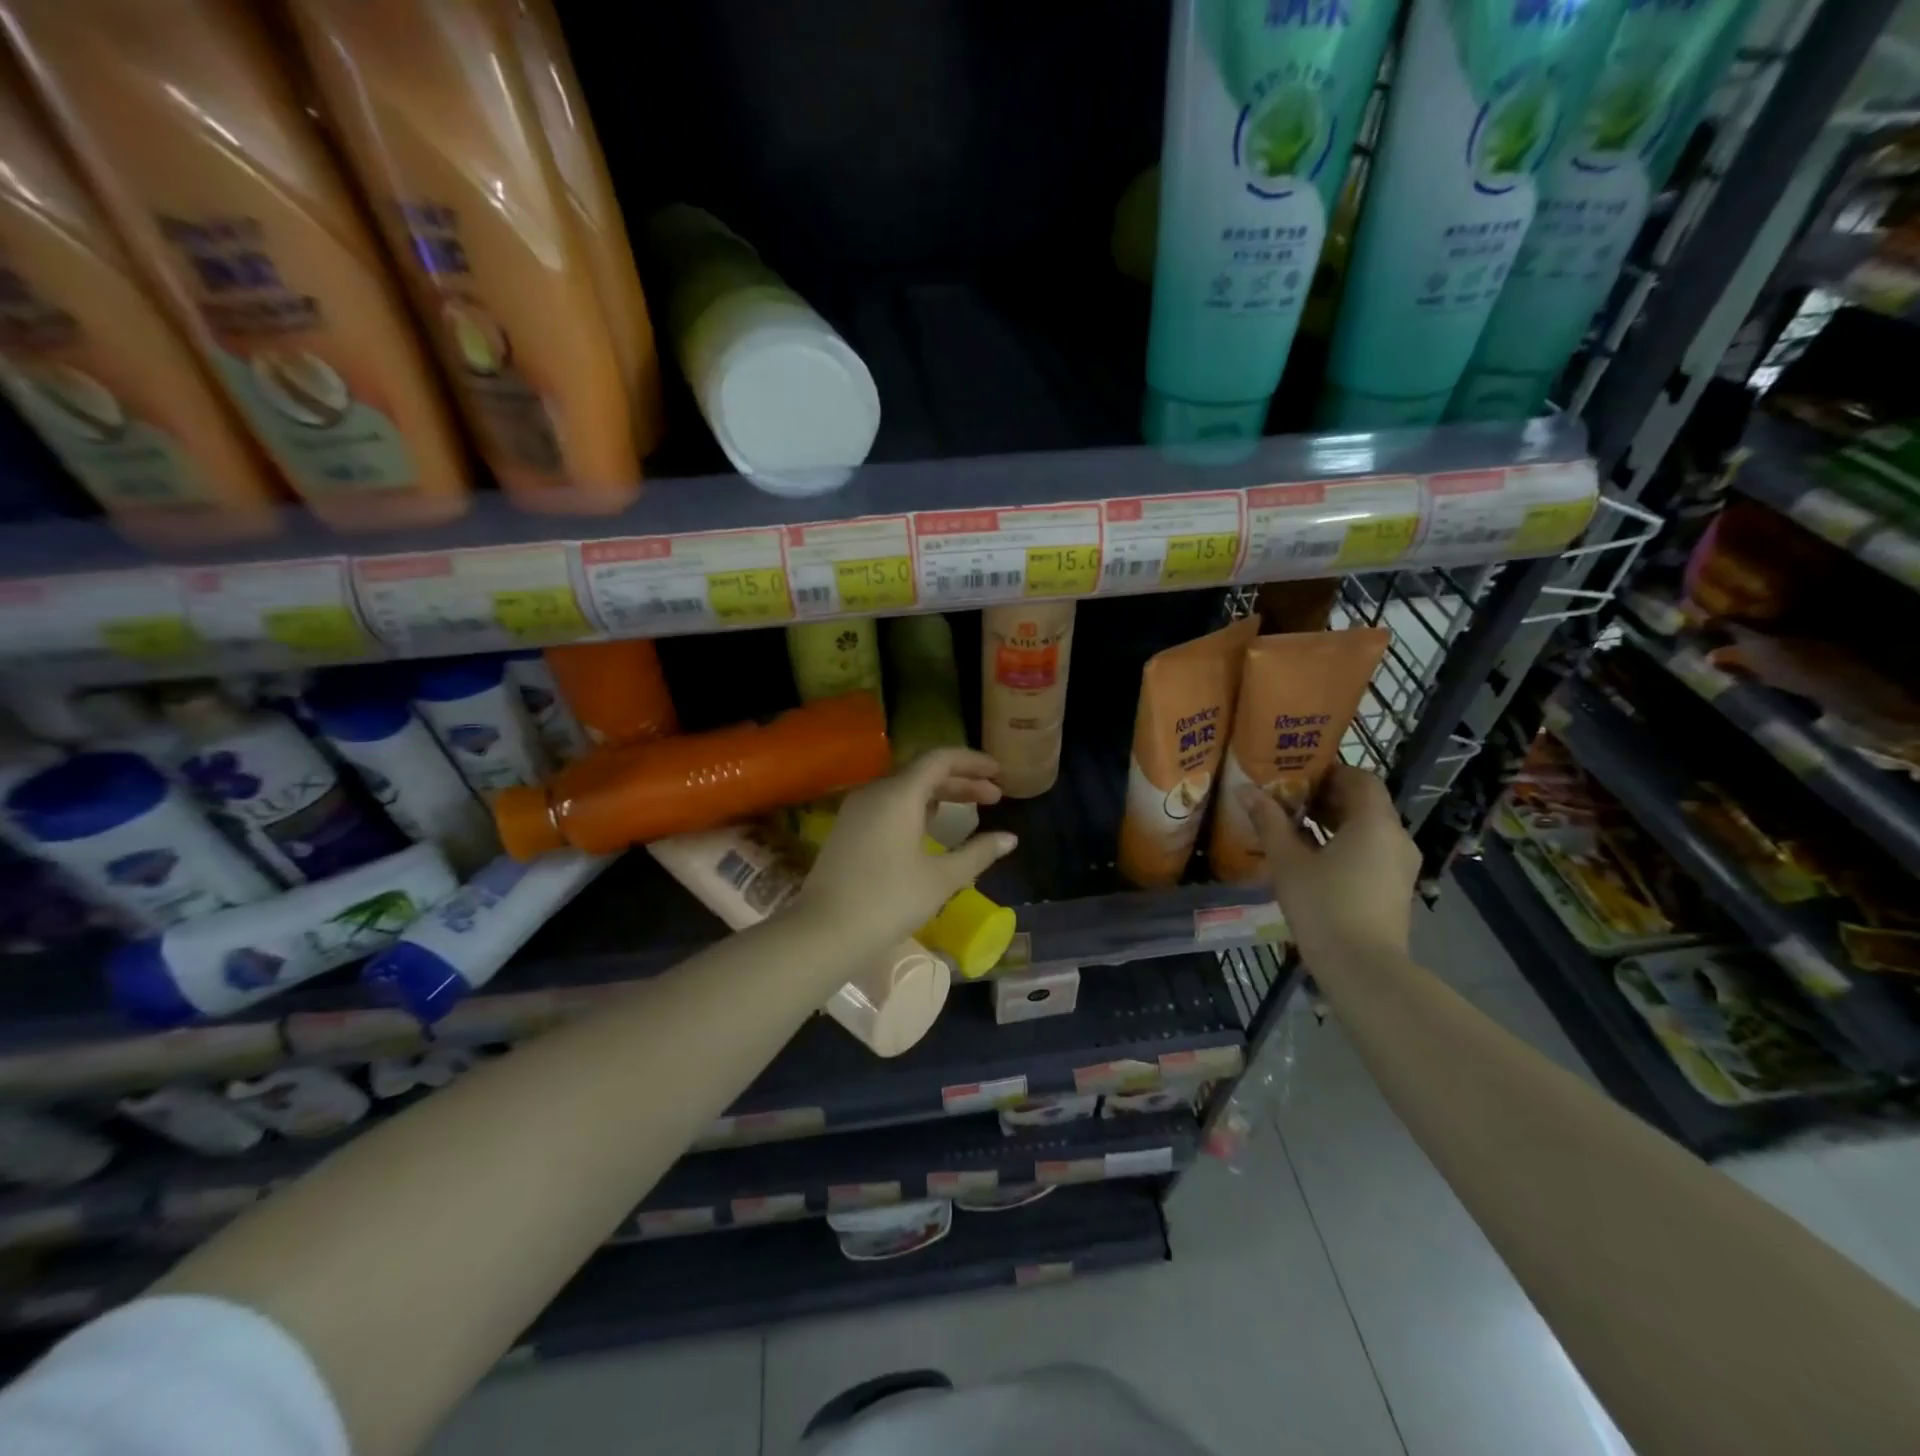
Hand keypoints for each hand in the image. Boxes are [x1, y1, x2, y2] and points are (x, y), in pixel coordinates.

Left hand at [797, 748, 1017, 953]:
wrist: (824, 931)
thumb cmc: (889, 901)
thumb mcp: (941, 879)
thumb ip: (978, 853)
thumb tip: (1010, 838)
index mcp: (899, 793)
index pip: (940, 759)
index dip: (973, 762)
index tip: (1000, 773)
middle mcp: (875, 791)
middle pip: (923, 771)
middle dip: (961, 780)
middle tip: (994, 796)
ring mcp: (857, 809)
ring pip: (905, 787)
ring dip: (939, 793)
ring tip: (969, 808)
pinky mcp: (848, 827)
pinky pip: (888, 803)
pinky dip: (916, 806)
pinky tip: (932, 826)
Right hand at [1239, 765, 1418, 963]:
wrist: (1363, 968)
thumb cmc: (1324, 905)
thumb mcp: (1288, 861)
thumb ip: (1269, 821)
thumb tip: (1246, 789)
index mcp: (1374, 822)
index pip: (1360, 778)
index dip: (1330, 771)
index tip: (1298, 775)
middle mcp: (1396, 837)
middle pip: (1365, 803)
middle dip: (1327, 797)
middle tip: (1288, 799)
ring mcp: (1401, 865)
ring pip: (1368, 829)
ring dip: (1335, 823)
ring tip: (1295, 828)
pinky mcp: (1396, 888)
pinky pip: (1372, 852)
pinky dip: (1346, 845)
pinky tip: (1313, 859)